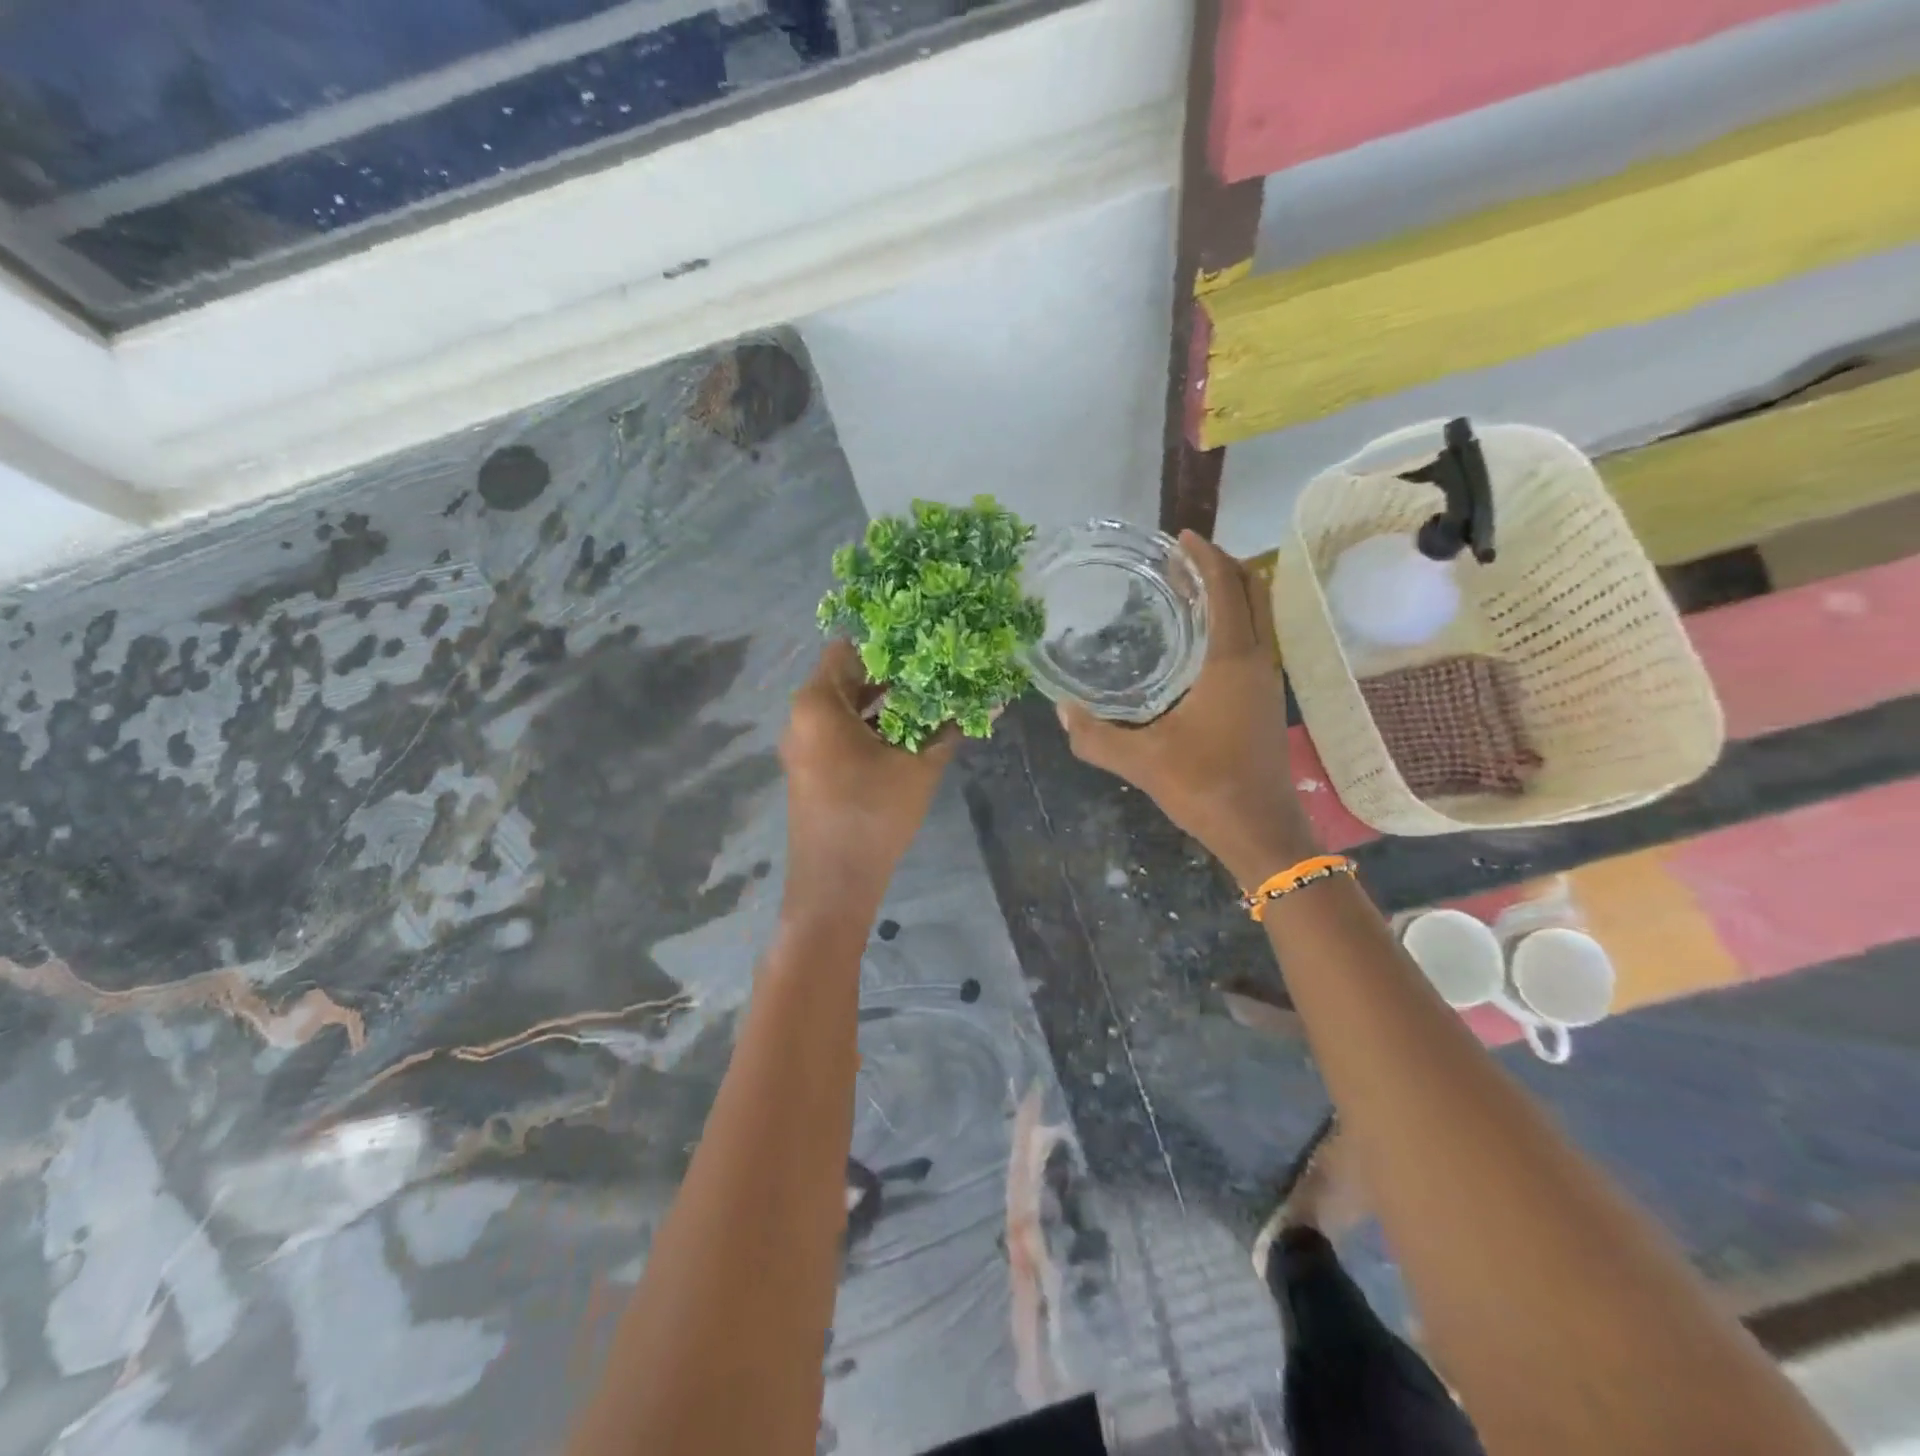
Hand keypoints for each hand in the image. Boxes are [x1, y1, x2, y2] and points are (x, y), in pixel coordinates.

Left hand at [780, 641, 955, 920]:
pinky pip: (843, 733)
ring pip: (848, 708)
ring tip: (934, 700)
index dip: (890, 645)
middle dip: (895, 676)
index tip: (927, 645)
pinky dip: (873, 728)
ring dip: (887, 704)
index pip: (850, 650)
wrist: (834, 885)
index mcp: (818, 704)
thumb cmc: (873, 814)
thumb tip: (990, 700)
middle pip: (849, 678)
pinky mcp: (813, 768)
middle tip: (939, 670)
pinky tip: (913, 734)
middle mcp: (803, 716)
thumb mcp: (920, 766)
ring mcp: (805, 744)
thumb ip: (951, 728)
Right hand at [1057, 532, 1314, 885]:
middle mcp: (1257, 661)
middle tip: (1179, 559)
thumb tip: (1062, 712)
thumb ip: (1096, 737)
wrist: (1262, 831)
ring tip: (1185, 589)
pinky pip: (1254, 638)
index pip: (1226, 588)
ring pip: (1258, 615)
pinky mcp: (1266, 699)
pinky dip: (1232, 620)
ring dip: (1229, 592)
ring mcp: (1268, 680)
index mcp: (1232, 662)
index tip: (1178, 538)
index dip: (1205, 557)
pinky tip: (1198, 639)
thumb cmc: (1206, 787)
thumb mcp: (1142, 762)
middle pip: (1252, 591)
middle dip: (1220, 565)